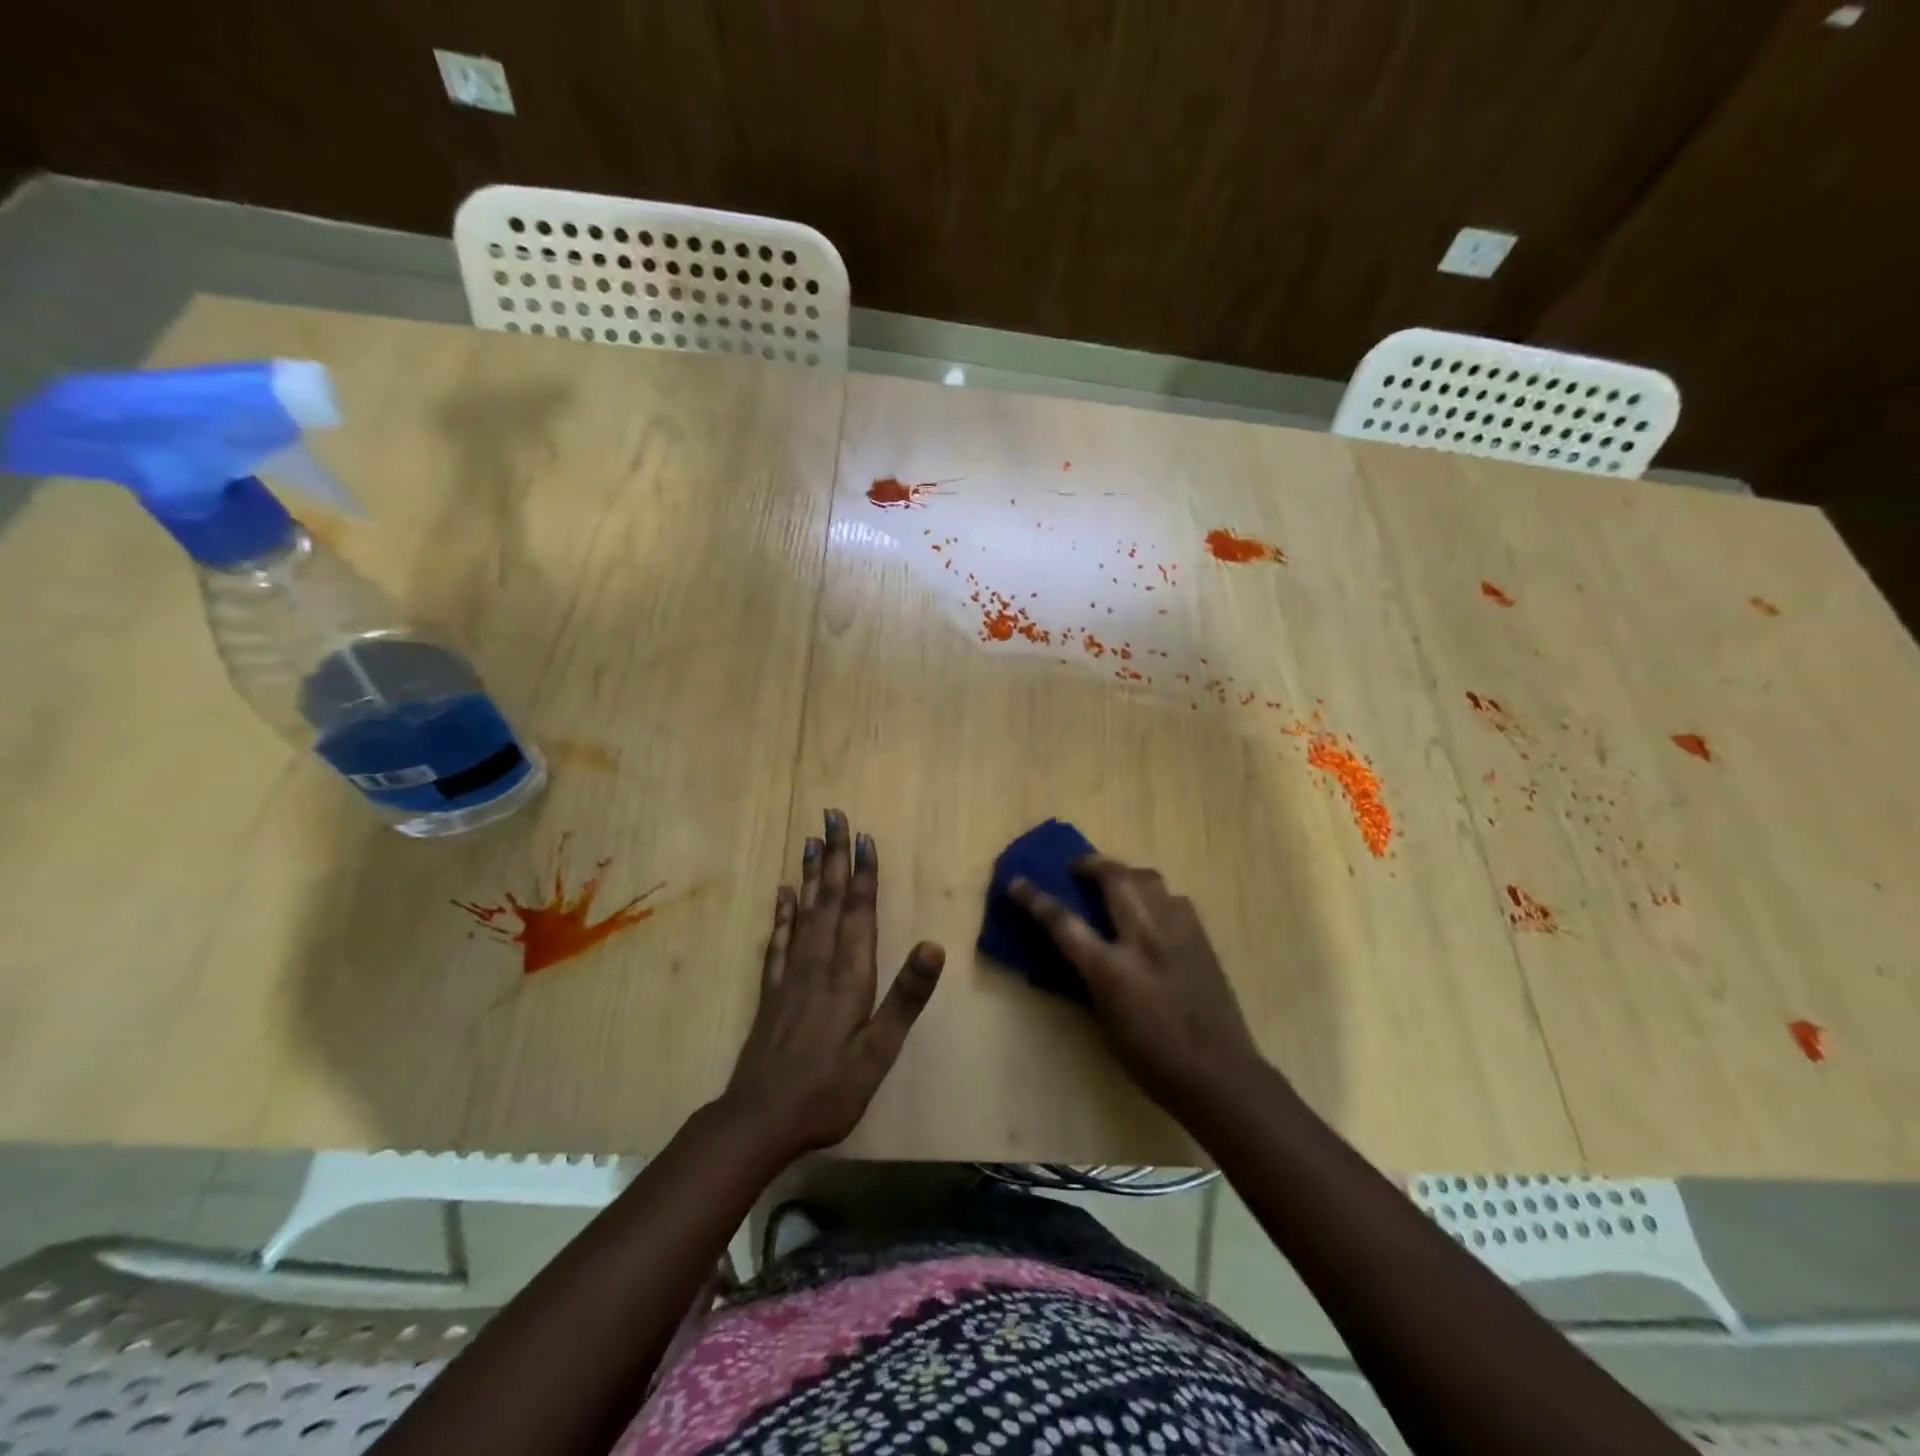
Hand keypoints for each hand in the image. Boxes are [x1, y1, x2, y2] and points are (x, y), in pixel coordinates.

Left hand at [723, 809, 944, 1158]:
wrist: (760, 1120)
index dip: (863, 873)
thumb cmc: (829, 1090)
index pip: (859, 912)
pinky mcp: (771, 991)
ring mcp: (791, 975)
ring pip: (803, 912)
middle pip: (829, 900)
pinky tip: (782, 893)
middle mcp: (819, 964)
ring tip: (811, 840)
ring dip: (810, 874)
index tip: (864, 836)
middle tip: (833, 816)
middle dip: (834, 856)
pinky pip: (777, 941)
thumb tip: (934, 945)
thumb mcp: (878, 1052)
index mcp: (849, 976)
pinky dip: (781, 913)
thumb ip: (906, 997)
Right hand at [1010, 856, 1266, 1117]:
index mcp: (1112, 969)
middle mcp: (1144, 940)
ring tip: (1116, 883)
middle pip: (1114, 879)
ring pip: (1148, 879)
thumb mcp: (1106, 1022)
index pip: (1064, 922)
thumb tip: (1080, 951)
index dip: (1035, 899)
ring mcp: (1177, 934)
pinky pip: (1174, 899)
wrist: (1219, 1074)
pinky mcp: (1201, 938)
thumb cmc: (1152, 1060)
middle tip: (1078, 868)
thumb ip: (1091, 978)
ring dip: (1126, 874)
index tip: (1016, 882)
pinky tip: (1154, 912)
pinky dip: (1156, 896)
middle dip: (1090, 864)